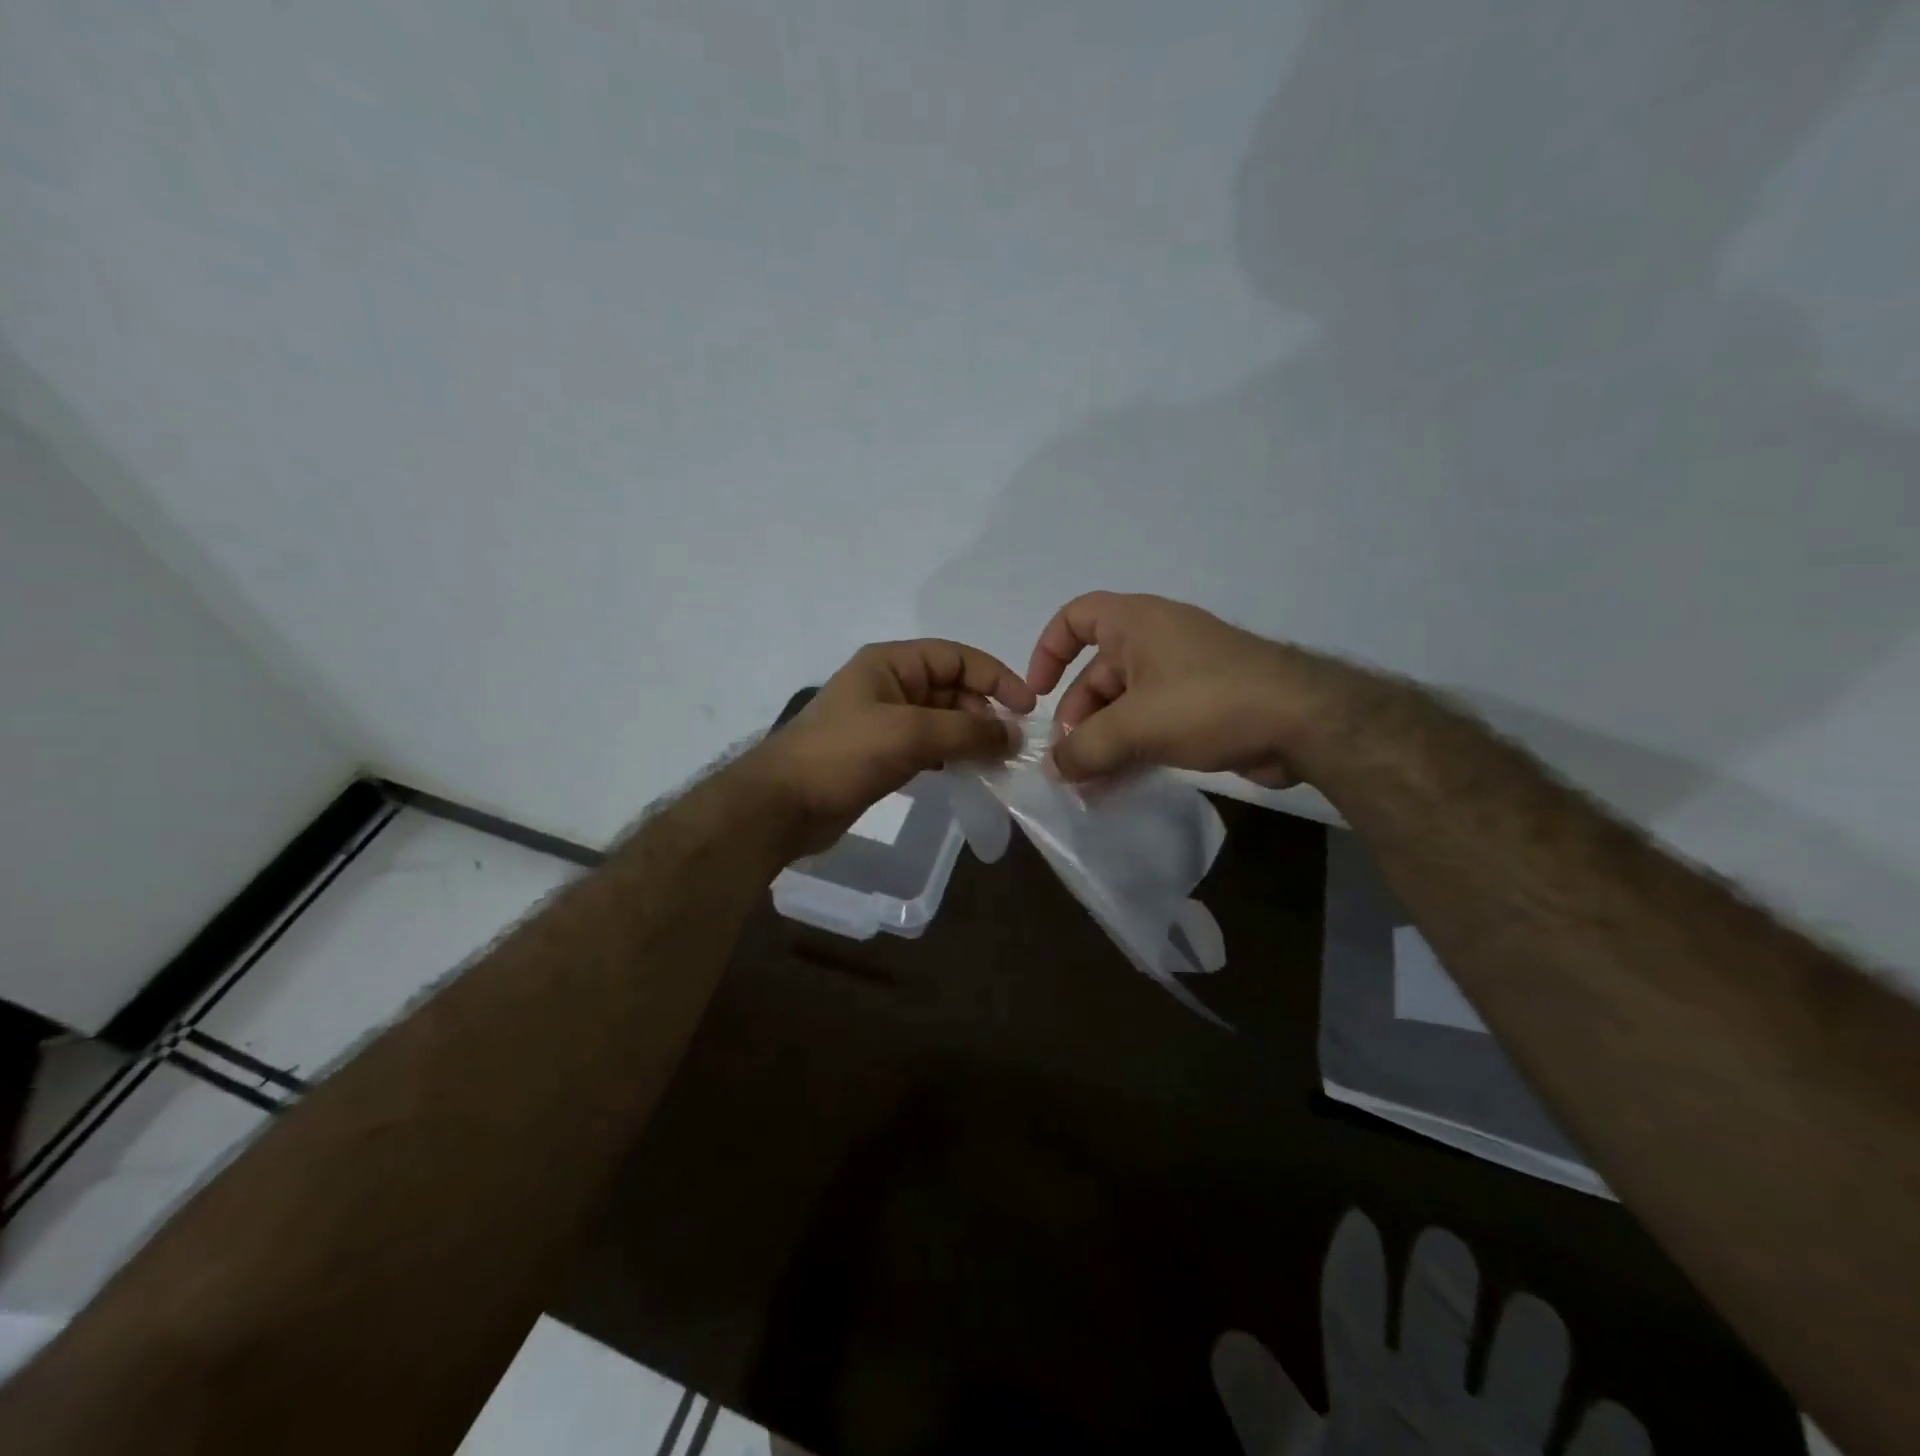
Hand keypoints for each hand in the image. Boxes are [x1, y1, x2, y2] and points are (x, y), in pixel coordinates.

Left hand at [750, 639, 1036, 854]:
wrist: (783, 805)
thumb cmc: (844, 754)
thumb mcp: (910, 734)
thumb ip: (967, 732)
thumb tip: (1015, 736)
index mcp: (891, 663)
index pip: (956, 657)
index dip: (994, 676)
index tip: (1026, 708)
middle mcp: (890, 685)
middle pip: (952, 688)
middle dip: (984, 712)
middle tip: (1012, 745)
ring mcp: (885, 722)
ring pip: (942, 721)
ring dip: (971, 737)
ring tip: (998, 762)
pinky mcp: (882, 755)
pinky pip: (928, 747)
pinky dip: (951, 756)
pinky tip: (969, 773)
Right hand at [1027, 592, 1338, 785]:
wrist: (1304, 721)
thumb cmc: (1208, 702)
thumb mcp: (1135, 726)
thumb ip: (1085, 749)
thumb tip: (1055, 769)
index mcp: (1136, 623)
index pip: (1075, 618)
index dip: (1048, 651)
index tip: (1039, 695)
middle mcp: (1157, 640)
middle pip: (1098, 673)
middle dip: (1078, 718)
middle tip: (1070, 763)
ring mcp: (1184, 673)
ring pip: (1126, 704)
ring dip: (1105, 741)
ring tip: (1091, 784)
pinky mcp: (1205, 705)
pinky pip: (1154, 722)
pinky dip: (1135, 748)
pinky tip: (1123, 784)